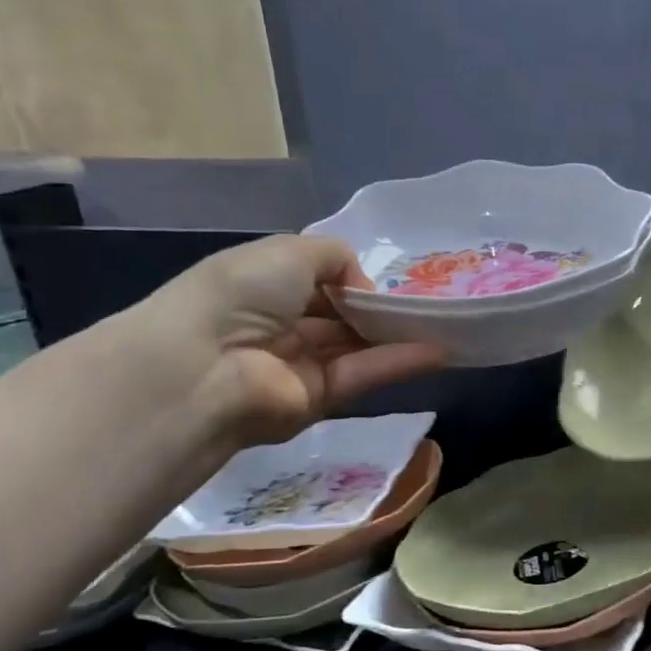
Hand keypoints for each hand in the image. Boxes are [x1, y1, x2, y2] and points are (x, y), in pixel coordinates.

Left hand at [139, 235, 445, 445]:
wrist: (207, 366)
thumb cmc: (243, 293)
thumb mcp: (291, 251)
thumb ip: (337, 258)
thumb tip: (363, 288)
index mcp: (264, 286)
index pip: (317, 281)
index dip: (352, 280)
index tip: (387, 280)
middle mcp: (281, 325)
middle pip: (340, 317)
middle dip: (379, 310)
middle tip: (426, 303)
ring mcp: (299, 365)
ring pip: (357, 347)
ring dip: (397, 336)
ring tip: (443, 324)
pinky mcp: (318, 400)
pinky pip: (362, 374)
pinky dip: (398, 362)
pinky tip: (435, 350)